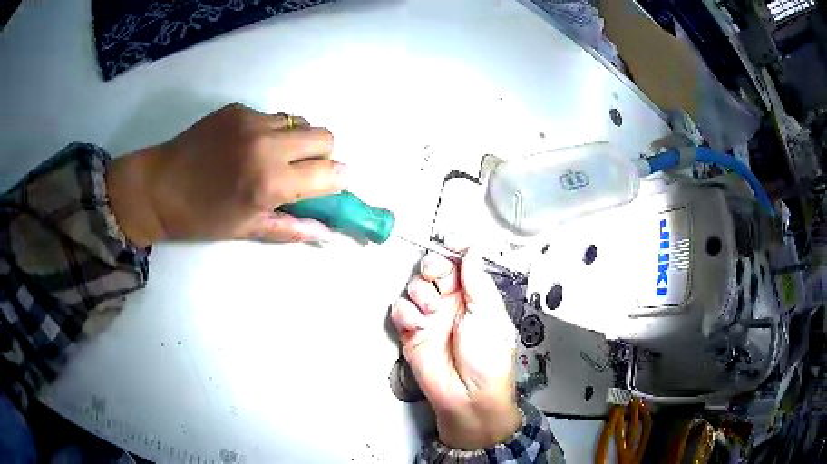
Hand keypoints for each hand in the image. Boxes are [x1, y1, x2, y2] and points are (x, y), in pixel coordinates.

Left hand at [106, 103, 346, 245]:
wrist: (158, 187)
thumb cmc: (201, 217)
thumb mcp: (246, 229)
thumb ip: (292, 227)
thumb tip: (328, 232)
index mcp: (269, 182)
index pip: (330, 172)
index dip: (339, 179)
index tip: (334, 185)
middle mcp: (267, 145)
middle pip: (325, 136)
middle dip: (323, 155)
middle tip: (303, 170)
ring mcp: (252, 121)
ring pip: (300, 121)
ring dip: (298, 140)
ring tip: (273, 156)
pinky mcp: (238, 109)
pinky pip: (272, 116)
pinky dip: (271, 132)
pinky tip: (246, 146)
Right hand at [391, 249, 520, 449]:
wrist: (468, 395)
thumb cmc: (488, 358)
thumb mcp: (489, 315)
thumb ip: (477, 281)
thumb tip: (473, 250)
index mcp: (475, 295)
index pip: (462, 262)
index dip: (455, 248)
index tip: (450, 240)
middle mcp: (452, 301)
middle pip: (434, 268)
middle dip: (432, 266)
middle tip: (435, 276)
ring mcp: (430, 316)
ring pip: (415, 286)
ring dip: (420, 292)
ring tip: (431, 310)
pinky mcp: (412, 331)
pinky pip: (401, 309)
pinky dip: (406, 312)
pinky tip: (418, 324)